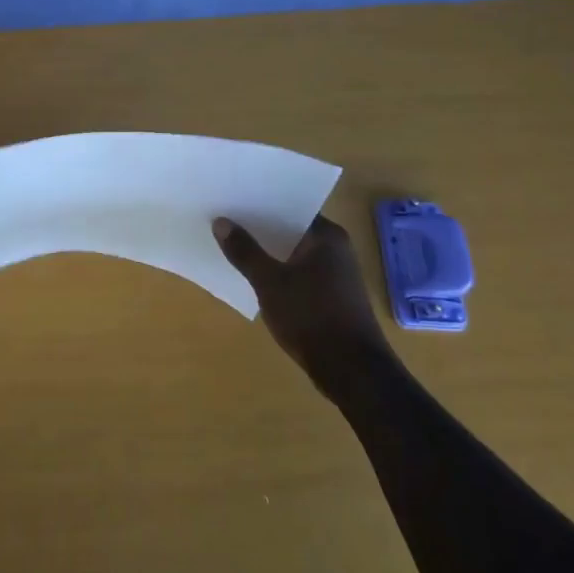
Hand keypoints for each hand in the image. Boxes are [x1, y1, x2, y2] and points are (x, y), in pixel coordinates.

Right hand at [213, 215, 392, 398]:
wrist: (352, 373)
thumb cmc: (312, 317)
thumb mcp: (270, 283)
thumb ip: (245, 252)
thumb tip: (221, 222)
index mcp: (327, 236)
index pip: (289, 208)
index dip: (260, 204)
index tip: (233, 200)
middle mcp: (336, 249)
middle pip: (290, 231)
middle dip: (260, 229)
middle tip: (225, 220)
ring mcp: (336, 275)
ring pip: (293, 254)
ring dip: (268, 253)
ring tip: (233, 245)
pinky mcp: (332, 297)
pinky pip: (299, 274)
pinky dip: (279, 273)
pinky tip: (255, 277)